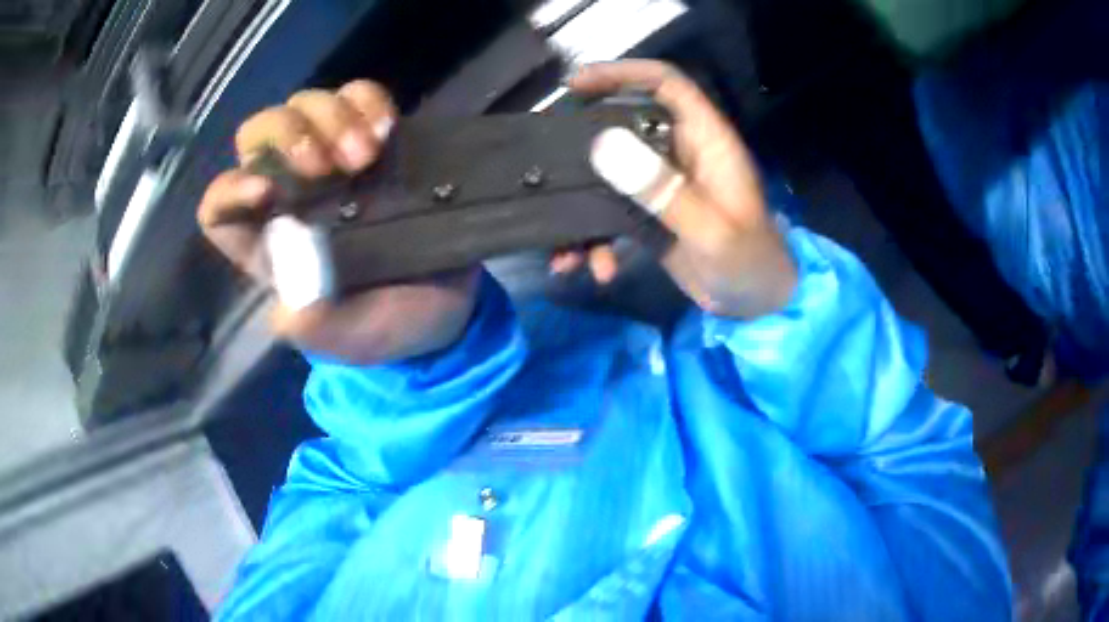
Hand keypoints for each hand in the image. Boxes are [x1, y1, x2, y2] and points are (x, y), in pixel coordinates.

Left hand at [198, 81, 479, 364]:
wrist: (446, 307)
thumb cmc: (386, 328)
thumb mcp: (348, 341)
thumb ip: (314, 326)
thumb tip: (288, 300)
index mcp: (268, 243)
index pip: (220, 205)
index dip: (231, 189)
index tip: (267, 192)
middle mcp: (290, 192)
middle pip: (258, 135)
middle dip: (287, 138)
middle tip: (327, 167)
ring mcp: (334, 158)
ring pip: (304, 105)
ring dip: (330, 119)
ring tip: (366, 156)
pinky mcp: (377, 140)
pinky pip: (359, 95)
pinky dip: (368, 101)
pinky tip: (387, 129)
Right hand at [560, 60, 796, 317]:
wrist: (757, 307)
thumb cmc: (750, 263)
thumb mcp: (710, 231)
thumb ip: (662, 190)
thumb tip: (602, 146)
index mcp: (706, 141)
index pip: (666, 85)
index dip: (623, 74)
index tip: (576, 84)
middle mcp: (681, 154)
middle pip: (626, 123)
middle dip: (584, 140)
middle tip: (546, 156)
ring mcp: (664, 185)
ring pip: (612, 174)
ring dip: (583, 205)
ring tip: (563, 242)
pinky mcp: (652, 215)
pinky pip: (613, 214)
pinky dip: (597, 239)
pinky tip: (594, 269)